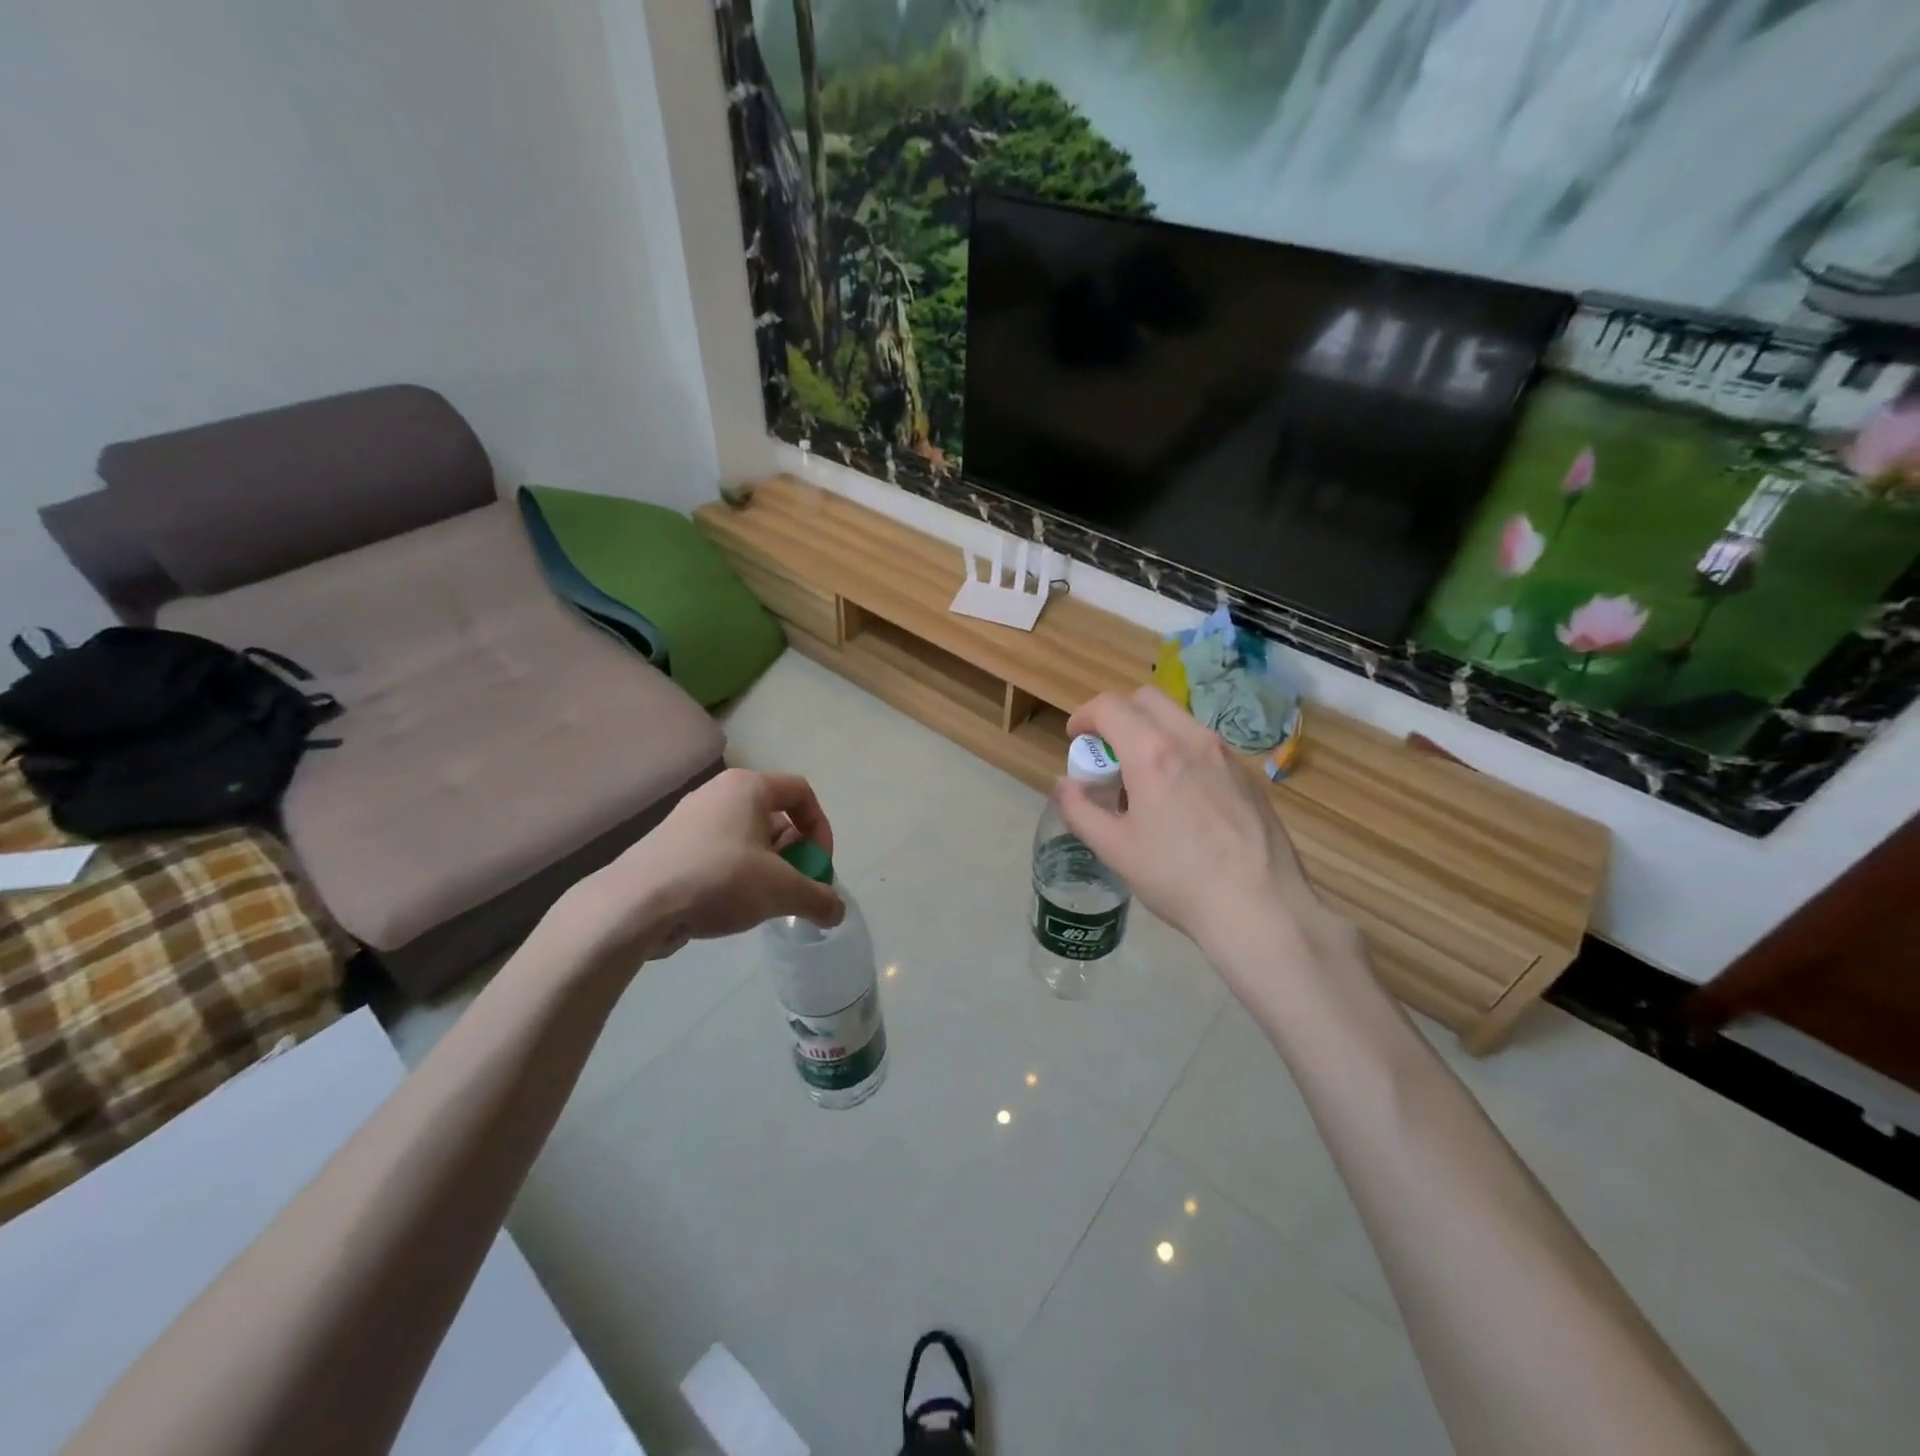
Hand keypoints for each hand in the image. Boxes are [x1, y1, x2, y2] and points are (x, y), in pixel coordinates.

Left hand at [560, 768, 844, 967]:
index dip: (821, 829)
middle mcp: (718, 793)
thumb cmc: (719, 879)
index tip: (819, 867)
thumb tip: (837, 913)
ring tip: (764, 903)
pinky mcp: (669, 847)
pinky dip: (734, 876)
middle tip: (795, 888)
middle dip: (794, 854)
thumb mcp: (782, 891)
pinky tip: (729, 908)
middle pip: (774, 816)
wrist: (635, 905)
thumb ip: (818, 898)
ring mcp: (689, 819)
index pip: (802, 792)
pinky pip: (717, 854)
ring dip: (766, 869)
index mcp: (748, 786)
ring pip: (746, 838)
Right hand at [1059, 688, 1351, 973]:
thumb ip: (1080, 810)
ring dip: (1150, 733)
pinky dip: (1181, 753)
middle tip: (1107, 755)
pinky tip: (1182, 801)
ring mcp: (1226, 755)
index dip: (1084, 716)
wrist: (1260, 908)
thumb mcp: (1115, 849)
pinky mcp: (1249, 775)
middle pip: (1147, 699)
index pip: (1110, 706)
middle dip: (1118, 716)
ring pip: (1179, 720)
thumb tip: (1065, 785)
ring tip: (1144, 781)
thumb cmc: (1178, 878)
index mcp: (1153, 753)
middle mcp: (1192, 740)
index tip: (1075, 739)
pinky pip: (1205, 747)